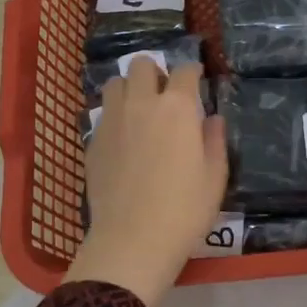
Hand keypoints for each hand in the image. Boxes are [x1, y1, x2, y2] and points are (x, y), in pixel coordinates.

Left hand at [66, 57, 227, 306]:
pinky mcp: (92, 141)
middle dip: (155, 72)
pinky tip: (124, 139)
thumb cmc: (184, 210)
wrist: (132, 241)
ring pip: (115, 83)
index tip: (196, 81)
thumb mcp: (214, 178)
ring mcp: (112, 121)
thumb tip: (212, 120)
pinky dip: (114, 116)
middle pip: (142, 65)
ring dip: (129, 89)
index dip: (192, 73)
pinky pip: (102, 114)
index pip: (184, 71)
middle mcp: (141, 104)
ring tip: (139, 110)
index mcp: (177, 108)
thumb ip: (215, 141)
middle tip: (165, 95)